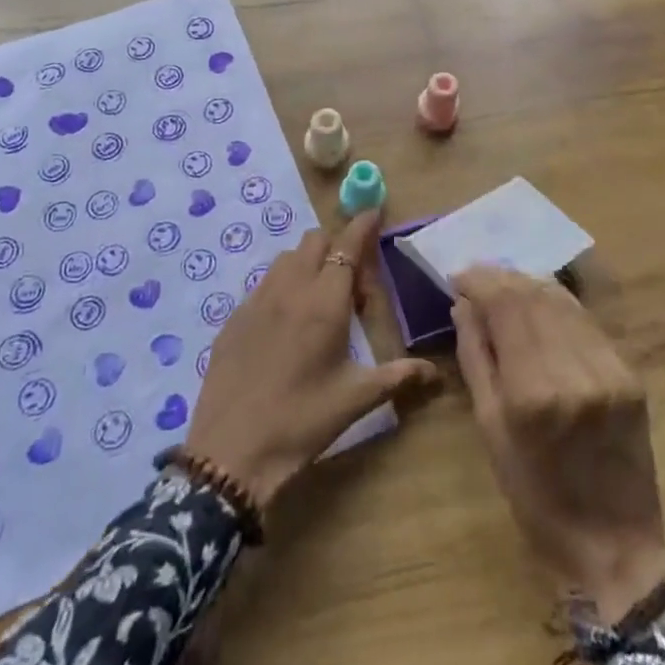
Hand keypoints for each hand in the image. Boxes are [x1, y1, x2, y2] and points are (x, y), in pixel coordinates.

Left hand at [186, 211, 437, 509]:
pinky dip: (282, 287)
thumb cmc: (301, 422)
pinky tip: (286, 326)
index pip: (347, 246)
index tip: (374, 211)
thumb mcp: (355, 400)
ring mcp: (256, 301)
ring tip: (319, 302)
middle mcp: (289, 290)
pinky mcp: (233, 318)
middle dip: (337, 246)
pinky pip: (263, 284)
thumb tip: (434, 372)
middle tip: (351, 285)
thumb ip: (397, 376)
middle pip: (315, 241)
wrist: (230, 453)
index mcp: (324, 303)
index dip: (362, 225)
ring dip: (308, 263)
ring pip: (286, 258)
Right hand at [452, 267, 664, 621]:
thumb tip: (463, 306)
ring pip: (563, 302)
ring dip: (529, 285)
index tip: (458, 277)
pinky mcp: (630, 374)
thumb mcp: (491, 432)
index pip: (505, 305)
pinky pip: (587, 322)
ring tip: (504, 284)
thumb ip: (476, 359)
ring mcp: (609, 370)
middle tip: (476, 277)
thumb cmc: (537, 499)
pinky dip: (559, 305)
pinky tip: (541, 304)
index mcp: (533, 392)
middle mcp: (574, 371)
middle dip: (501, 277)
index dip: (479, 281)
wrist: (615, 546)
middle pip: (533, 296)